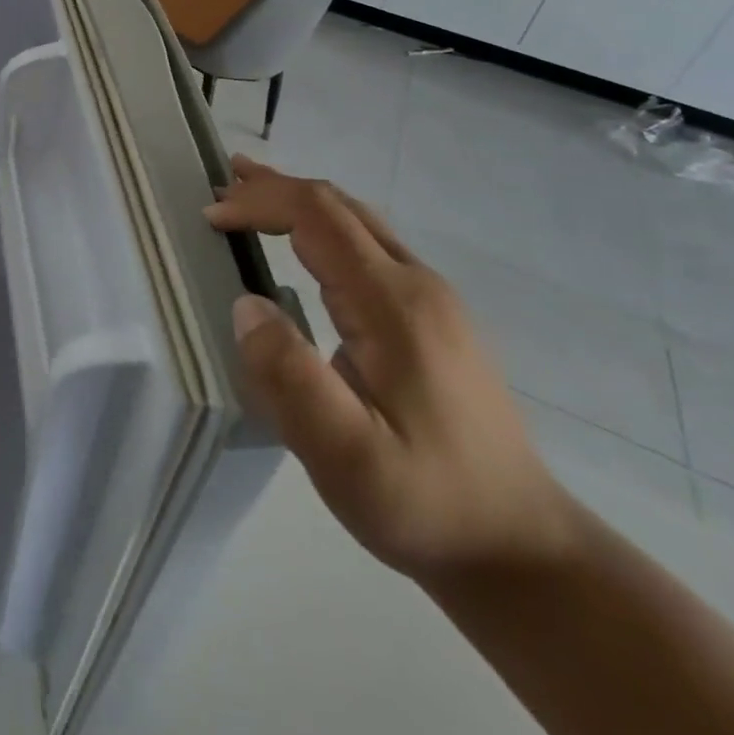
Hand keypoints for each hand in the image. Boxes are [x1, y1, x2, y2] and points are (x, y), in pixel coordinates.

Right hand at [206, 155, 576, 582]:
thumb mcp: (346, 455)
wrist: (523, 551)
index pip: (317, 216)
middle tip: (221, 184)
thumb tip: (246, 304)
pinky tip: (303, 247)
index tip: (211, 218)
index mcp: (393, 303)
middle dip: (275, 187)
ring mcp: (432, 301)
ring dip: (299, 204)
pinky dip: (322, 229)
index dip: (260, 202)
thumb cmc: (426, 502)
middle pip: (338, 206)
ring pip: (357, 223)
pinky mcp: (435, 321)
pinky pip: (369, 248)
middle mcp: (417, 285)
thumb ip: (290, 377)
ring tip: (250, 199)